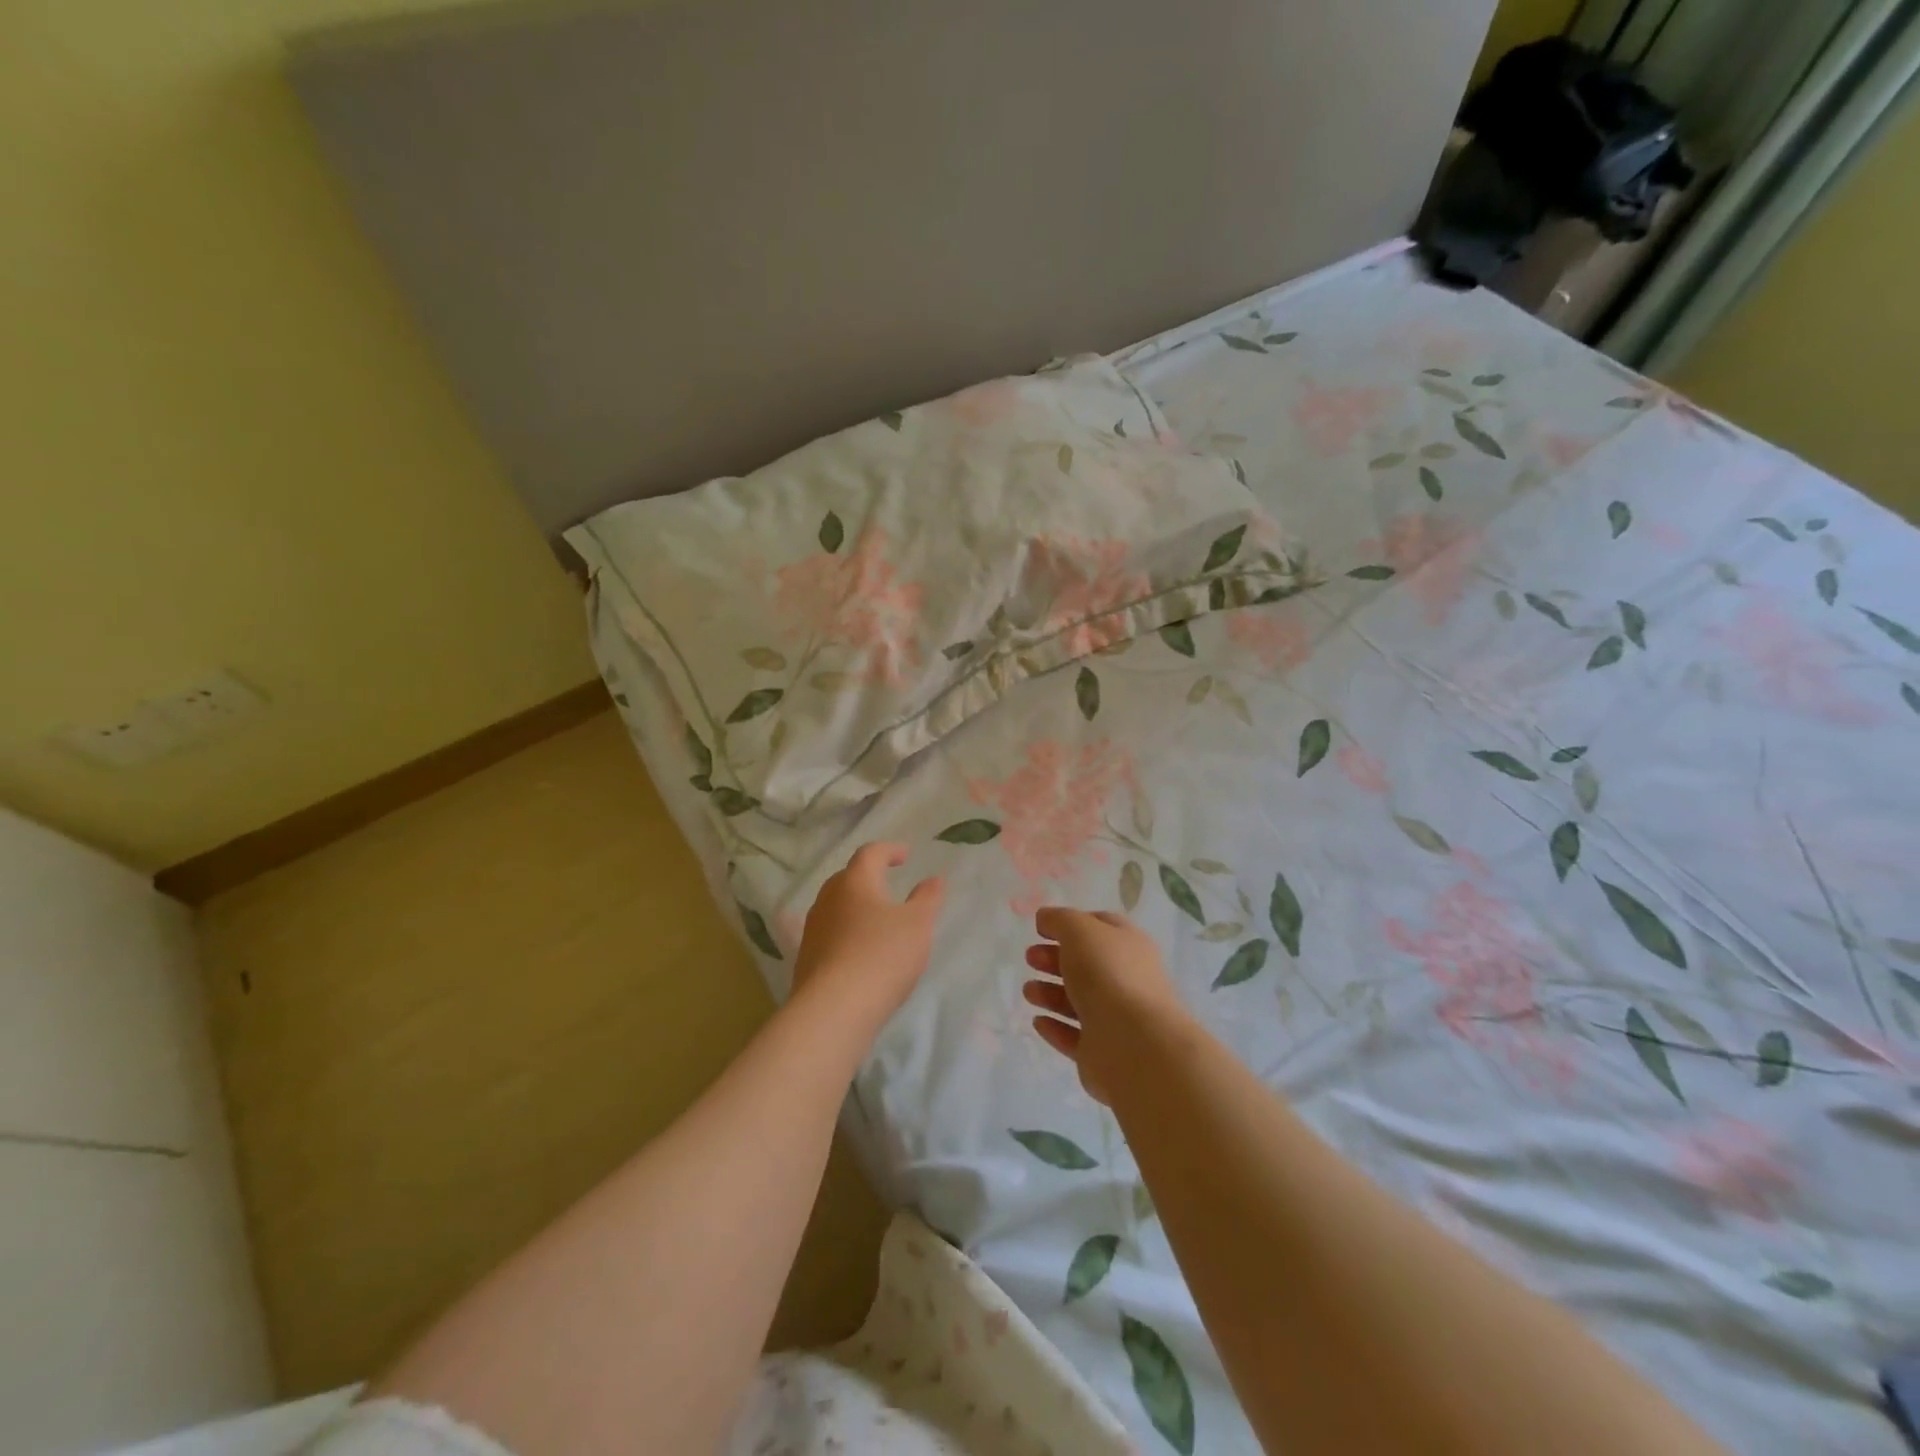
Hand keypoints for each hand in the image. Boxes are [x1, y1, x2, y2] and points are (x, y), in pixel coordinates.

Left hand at [791, 843, 943, 1030]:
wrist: (834, 1010)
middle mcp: (828, 898)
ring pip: (836, 907)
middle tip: (888, 884)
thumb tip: (934, 879)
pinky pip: (830, 934)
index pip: (870, 853)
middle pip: (848, 878)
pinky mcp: (806, 958)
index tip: (905, 855)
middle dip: (868, 878)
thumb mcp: (918, 925)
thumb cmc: (882, 956)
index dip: (889, 850)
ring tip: (876, 920)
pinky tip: (858, 951)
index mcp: (855, 881)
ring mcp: (813, 929)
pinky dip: (846, 934)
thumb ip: (928, 899)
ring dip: (855, 907)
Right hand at [1023, 908, 1187, 1104]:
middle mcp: (1126, 980)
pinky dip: (1055, 1028)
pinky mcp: (1102, 1052)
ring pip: (1078, 1001)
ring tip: (1028, 991)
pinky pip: (1074, 1037)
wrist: (1134, 1045)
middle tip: (1030, 958)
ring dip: (1050, 993)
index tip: (1040, 929)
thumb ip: (1059, 920)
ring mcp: (1116, 1019)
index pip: (1100, 927)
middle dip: (1055, 959)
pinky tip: (1037, 1021)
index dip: (1070, 923)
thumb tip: (1045, 918)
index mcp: (1128, 946)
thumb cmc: (1107, 974)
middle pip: (1086, 965)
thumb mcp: (1080, 930)